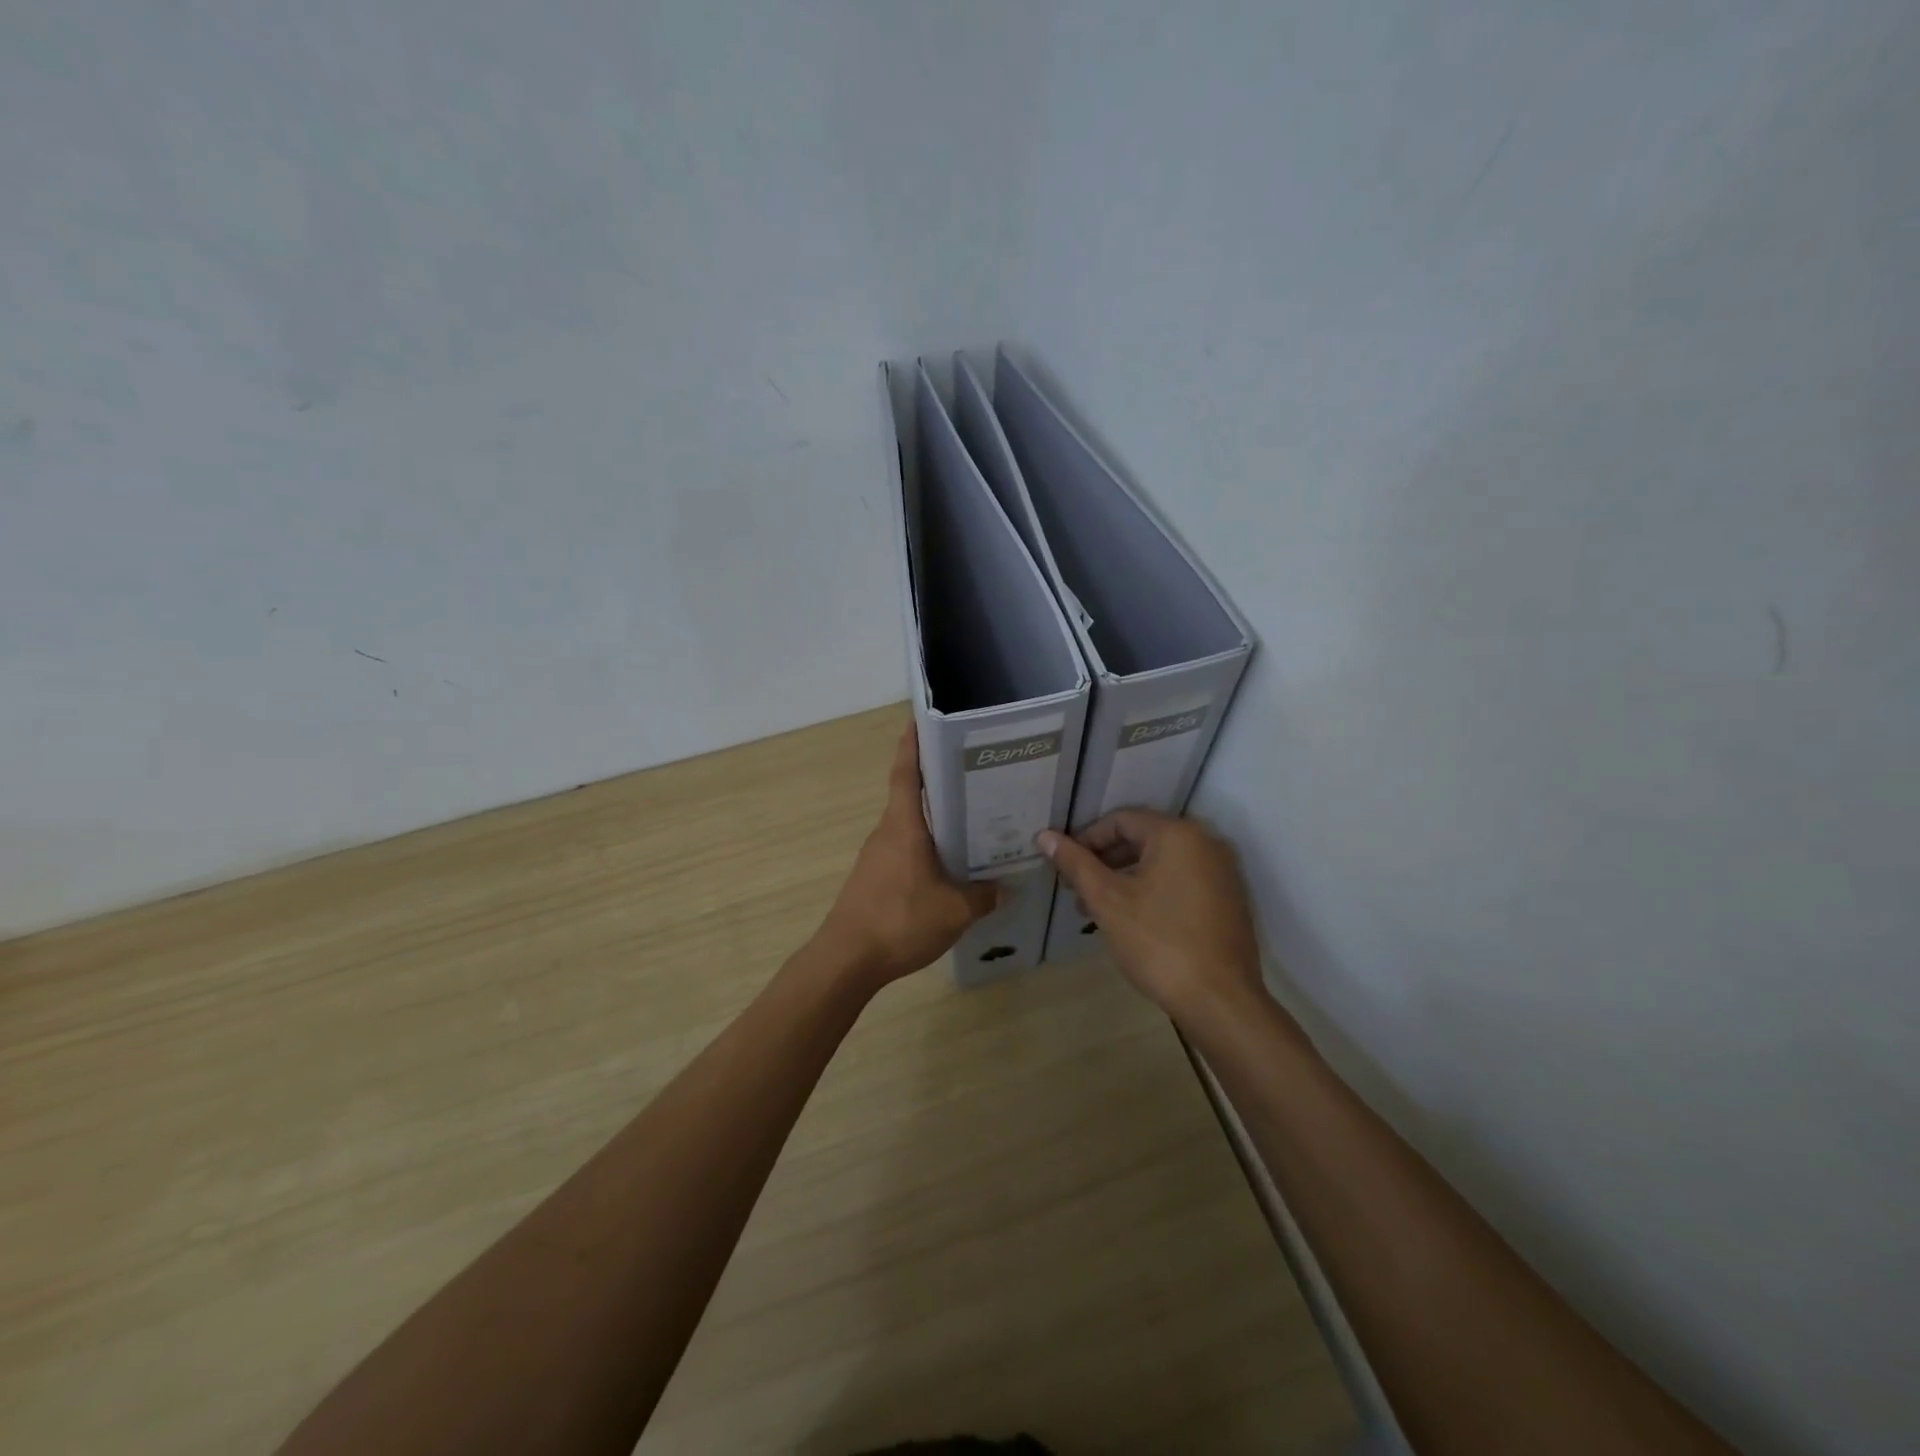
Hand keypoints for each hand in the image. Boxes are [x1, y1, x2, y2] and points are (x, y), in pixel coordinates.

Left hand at [814, 725, 998, 986]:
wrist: (847, 960)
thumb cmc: (899, 921)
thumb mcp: (954, 911)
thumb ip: (983, 896)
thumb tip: (1005, 887)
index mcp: (903, 826)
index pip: (906, 773)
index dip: (912, 744)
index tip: (920, 719)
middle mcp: (887, 832)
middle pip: (912, 796)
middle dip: (938, 782)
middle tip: (974, 774)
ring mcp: (877, 856)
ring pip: (910, 826)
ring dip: (935, 820)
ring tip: (972, 821)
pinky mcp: (874, 878)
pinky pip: (905, 851)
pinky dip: (926, 848)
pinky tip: (948, 866)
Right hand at [1038, 810, 1264, 1023]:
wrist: (1221, 1001)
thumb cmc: (1158, 942)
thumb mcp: (1107, 901)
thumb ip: (1076, 864)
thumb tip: (1045, 836)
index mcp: (1177, 834)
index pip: (1121, 820)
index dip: (1086, 839)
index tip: (1065, 867)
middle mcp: (1206, 843)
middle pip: (1142, 839)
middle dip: (1104, 861)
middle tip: (1077, 890)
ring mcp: (1223, 873)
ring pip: (1161, 863)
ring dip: (1125, 879)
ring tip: (1097, 911)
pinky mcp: (1229, 901)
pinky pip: (1182, 882)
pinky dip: (1153, 891)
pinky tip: (1132, 921)